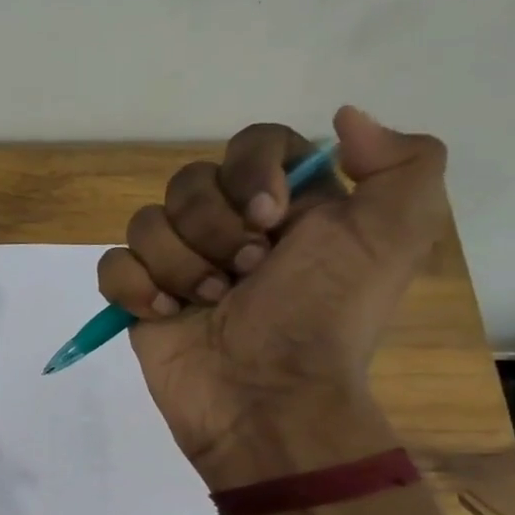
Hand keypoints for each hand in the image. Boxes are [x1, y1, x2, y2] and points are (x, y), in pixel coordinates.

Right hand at [97, 106, 448, 484]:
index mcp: (289, 206)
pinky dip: (134, 287)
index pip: (252, 144)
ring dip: (181, 265)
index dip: (251, 171)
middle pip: (189, 181)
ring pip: (146, 222)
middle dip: (214, 229)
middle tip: (247, 274)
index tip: (271, 217)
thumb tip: (344, 117)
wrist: (267, 397)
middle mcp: (231, 227)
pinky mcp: (140, 299)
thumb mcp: (396, 235)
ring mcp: (179, 264)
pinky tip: (163, 314)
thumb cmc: (323, 316)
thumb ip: (401, 161)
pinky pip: (113, 264)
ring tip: (211, 303)